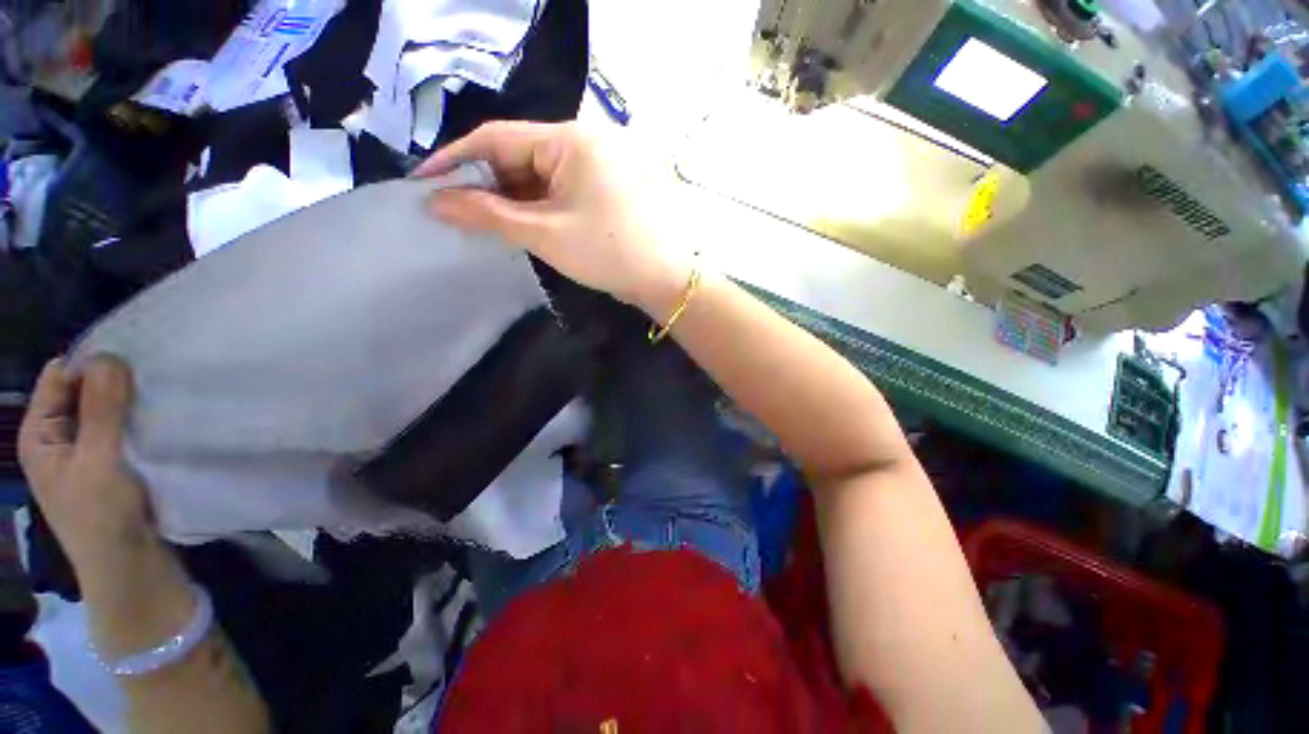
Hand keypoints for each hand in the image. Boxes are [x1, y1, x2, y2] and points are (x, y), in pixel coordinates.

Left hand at [17, 357, 155, 587]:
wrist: (129, 568)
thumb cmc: (103, 517)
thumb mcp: (99, 462)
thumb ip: (102, 410)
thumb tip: (110, 355)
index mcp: (40, 434)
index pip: (59, 378)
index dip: (91, 364)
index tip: (133, 357)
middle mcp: (57, 437)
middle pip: (82, 392)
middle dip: (113, 382)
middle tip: (152, 375)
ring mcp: (84, 452)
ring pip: (105, 411)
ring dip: (129, 403)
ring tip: (160, 394)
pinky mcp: (110, 463)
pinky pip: (121, 429)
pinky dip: (138, 420)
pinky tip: (160, 419)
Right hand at [414, 122, 692, 314]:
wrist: (668, 280)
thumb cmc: (609, 253)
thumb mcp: (545, 233)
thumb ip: (488, 214)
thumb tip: (435, 201)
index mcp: (572, 140)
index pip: (499, 138)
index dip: (457, 159)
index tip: (424, 183)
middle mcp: (589, 142)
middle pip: (522, 156)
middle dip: (488, 184)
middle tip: (455, 211)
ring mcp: (604, 165)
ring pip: (544, 176)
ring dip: (514, 198)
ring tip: (484, 222)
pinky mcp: (612, 188)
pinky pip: (565, 189)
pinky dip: (541, 205)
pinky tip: (524, 223)